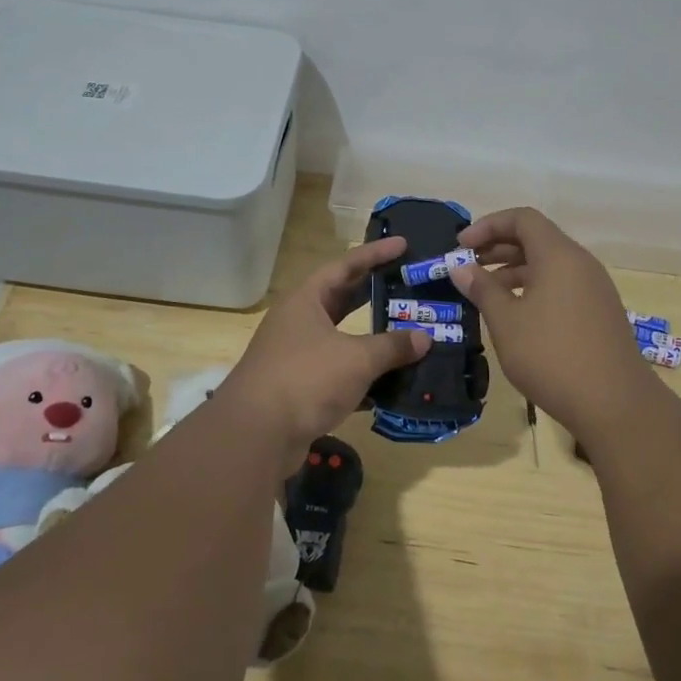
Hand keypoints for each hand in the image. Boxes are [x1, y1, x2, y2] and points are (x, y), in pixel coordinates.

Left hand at [215, 236, 430, 453]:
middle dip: (374, 293)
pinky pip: (340, 374)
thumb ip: (392, 346)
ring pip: (343, 339)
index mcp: (306, 301)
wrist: (256, 435)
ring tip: (409, 332)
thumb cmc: (306, 379)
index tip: (403, 244)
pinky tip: (393, 382)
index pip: (345, 266)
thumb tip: (424, 338)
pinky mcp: (301, 389)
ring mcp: (297, 357)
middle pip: (342, 300)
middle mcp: (299, 323)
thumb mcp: (356, 358)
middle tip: (408, 285)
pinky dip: (365, 376)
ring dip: (373, 339)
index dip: (375, 254)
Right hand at [447, 207, 656, 435]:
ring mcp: (594, 288)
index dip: (488, 225)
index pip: (522, 219)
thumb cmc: (551, 356)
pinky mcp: (599, 312)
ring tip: (485, 292)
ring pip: (549, 264)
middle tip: (467, 266)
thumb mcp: (506, 321)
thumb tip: (460, 266)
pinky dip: (534, 288)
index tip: (460, 245)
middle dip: (498, 247)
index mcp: (559, 255)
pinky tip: (516, 315)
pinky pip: (562, 285)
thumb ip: (482, 288)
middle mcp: (580, 263)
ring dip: (515, 270)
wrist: (614, 403)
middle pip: (536, 239)